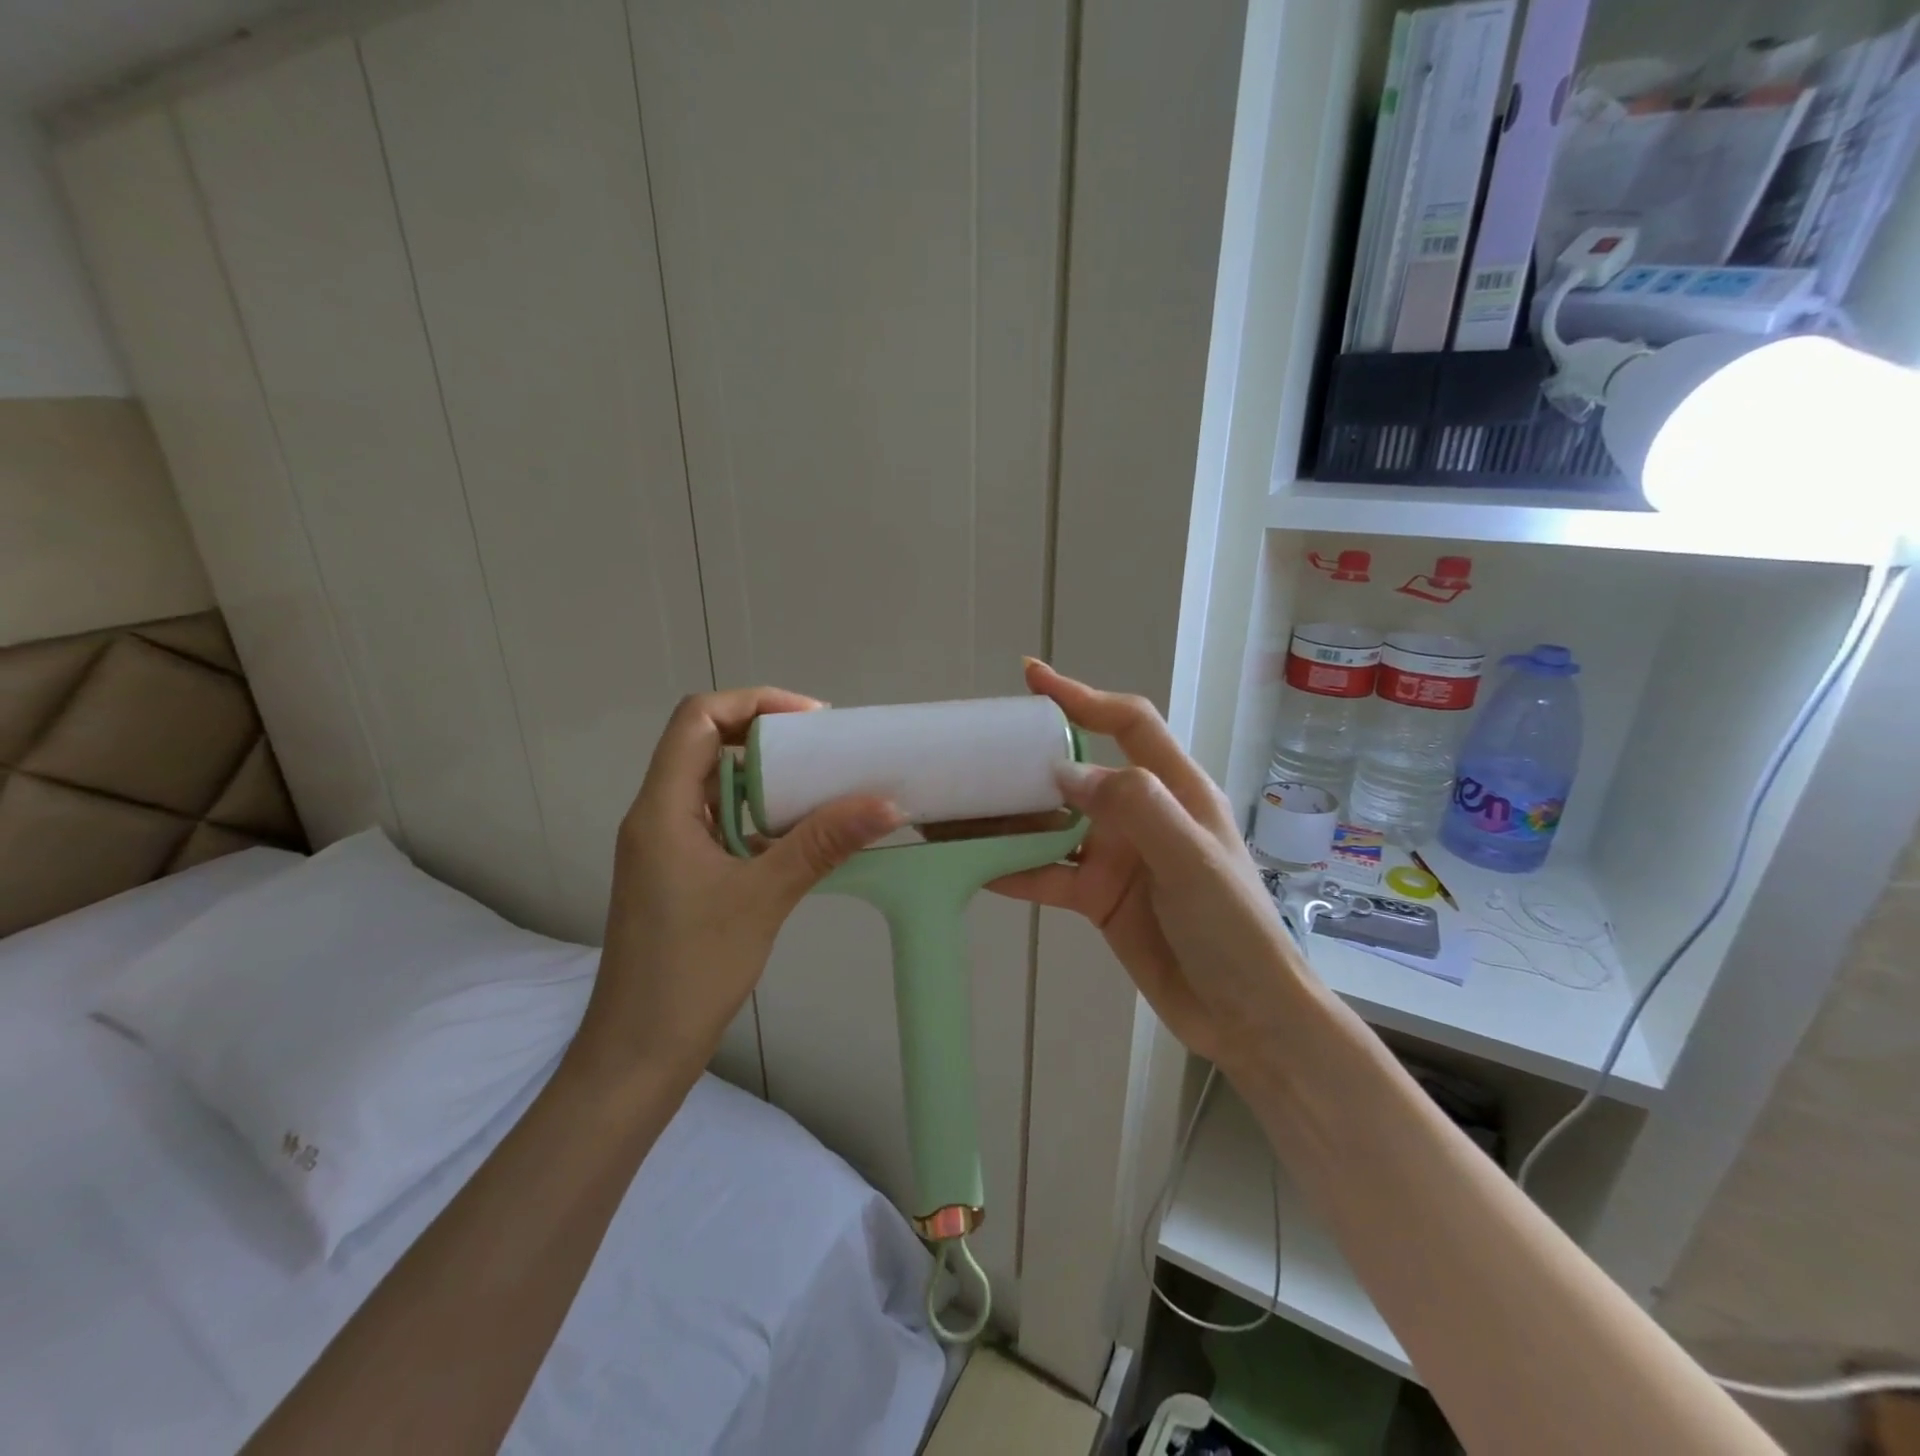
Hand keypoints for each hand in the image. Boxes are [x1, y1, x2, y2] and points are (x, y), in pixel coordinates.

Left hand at [574, 688, 902, 1086]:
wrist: (639, 1052)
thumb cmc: (690, 970)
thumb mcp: (763, 898)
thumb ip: (821, 844)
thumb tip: (885, 803)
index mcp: (662, 808)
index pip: (697, 719)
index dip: (753, 703)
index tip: (810, 721)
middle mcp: (658, 816)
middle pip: (707, 746)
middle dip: (767, 737)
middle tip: (825, 750)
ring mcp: (667, 847)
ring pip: (716, 787)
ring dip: (767, 779)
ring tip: (823, 785)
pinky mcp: (680, 875)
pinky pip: (722, 824)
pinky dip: (760, 817)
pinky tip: (801, 836)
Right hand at [990, 662, 1309, 1074]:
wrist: (1245, 1016)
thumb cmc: (1232, 929)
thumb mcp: (1191, 858)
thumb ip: (1134, 806)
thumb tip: (1063, 773)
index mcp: (1174, 789)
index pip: (1126, 723)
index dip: (1082, 696)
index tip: (1032, 678)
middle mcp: (1140, 814)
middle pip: (1076, 774)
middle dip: (1027, 762)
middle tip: (973, 755)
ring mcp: (1116, 857)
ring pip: (1051, 826)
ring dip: (1009, 819)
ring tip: (956, 810)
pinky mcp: (1098, 897)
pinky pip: (1047, 874)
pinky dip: (1013, 869)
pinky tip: (973, 866)